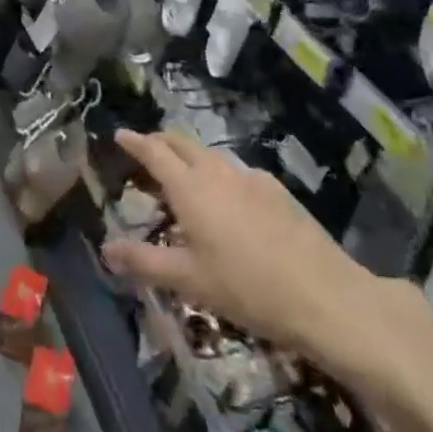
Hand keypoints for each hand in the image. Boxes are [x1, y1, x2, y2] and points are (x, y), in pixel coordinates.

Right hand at [101, 130, 432, 400]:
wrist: (326, 297)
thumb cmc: (246, 288)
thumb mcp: (188, 280)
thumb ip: (144, 262)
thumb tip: (105, 249)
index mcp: (191, 188)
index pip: (155, 152)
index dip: (135, 142)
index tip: (120, 134)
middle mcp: (219, 173)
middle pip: (183, 144)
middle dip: (161, 143)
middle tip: (146, 154)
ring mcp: (253, 179)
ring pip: (212, 158)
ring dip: (191, 160)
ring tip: (183, 182)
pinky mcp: (278, 193)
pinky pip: (237, 173)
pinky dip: (219, 177)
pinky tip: (227, 204)